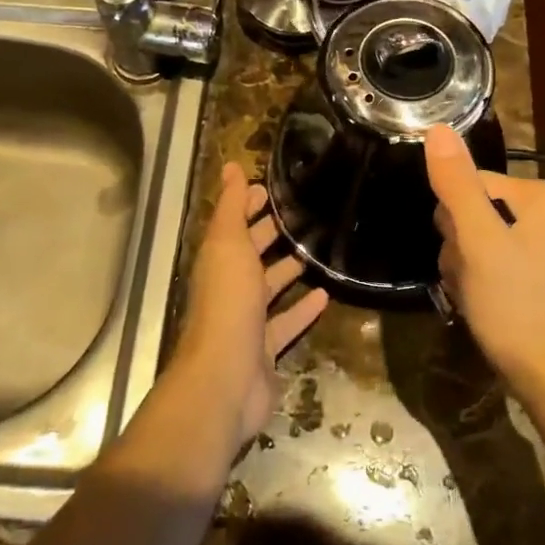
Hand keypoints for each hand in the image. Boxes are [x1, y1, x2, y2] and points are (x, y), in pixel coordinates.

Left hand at [174, 163, 329, 447]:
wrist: (225, 378)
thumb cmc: (227, 303)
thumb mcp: (228, 245)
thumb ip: (231, 208)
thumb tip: (229, 167)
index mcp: (218, 262)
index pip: (234, 225)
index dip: (249, 205)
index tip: (273, 188)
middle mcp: (229, 289)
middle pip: (251, 256)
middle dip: (270, 235)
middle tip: (303, 215)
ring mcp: (247, 322)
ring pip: (269, 289)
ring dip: (288, 270)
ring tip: (316, 250)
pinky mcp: (266, 350)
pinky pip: (287, 324)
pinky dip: (303, 310)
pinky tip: (326, 295)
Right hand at [424, 125, 544, 403]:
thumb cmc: (515, 304)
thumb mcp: (479, 241)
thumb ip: (457, 184)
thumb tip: (438, 128)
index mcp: (544, 195)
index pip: (471, 185)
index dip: (453, 221)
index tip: (463, 256)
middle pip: (476, 211)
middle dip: (461, 247)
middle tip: (470, 280)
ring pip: (482, 240)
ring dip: (467, 268)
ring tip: (477, 296)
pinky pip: (499, 263)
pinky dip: (484, 282)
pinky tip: (487, 306)